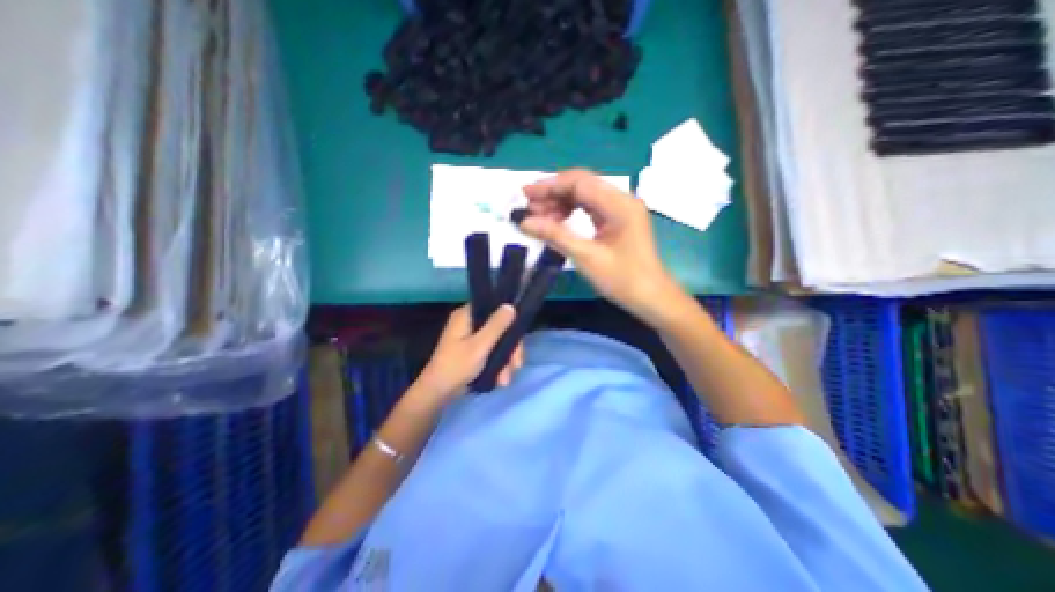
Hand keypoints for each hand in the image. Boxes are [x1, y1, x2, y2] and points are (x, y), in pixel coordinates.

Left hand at [414, 304, 525, 401]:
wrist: (438, 393)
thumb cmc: (456, 366)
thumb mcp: (480, 346)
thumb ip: (496, 326)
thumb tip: (510, 306)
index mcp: (466, 315)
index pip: (493, 307)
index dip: (509, 319)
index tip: (519, 335)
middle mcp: (469, 323)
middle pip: (499, 328)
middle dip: (510, 349)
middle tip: (517, 365)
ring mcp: (471, 338)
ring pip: (498, 342)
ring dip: (505, 360)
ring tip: (505, 379)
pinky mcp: (473, 351)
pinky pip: (492, 351)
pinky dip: (498, 364)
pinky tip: (501, 378)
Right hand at [517, 169, 683, 326]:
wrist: (651, 298)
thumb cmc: (623, 280)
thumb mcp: (586, 257)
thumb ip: (555, 235)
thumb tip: (524, 222)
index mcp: (619, 204)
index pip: (579, 182)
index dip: (549, 185)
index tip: (525, 194)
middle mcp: (621, 199)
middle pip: (581, 185)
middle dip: (552, 194)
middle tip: (527, 207)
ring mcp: (620, 209)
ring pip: (584, 196)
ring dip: (560, 203)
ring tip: (537, 217)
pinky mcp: (617, 220)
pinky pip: (590, 208)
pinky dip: (571, 212)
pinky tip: (556, 221)